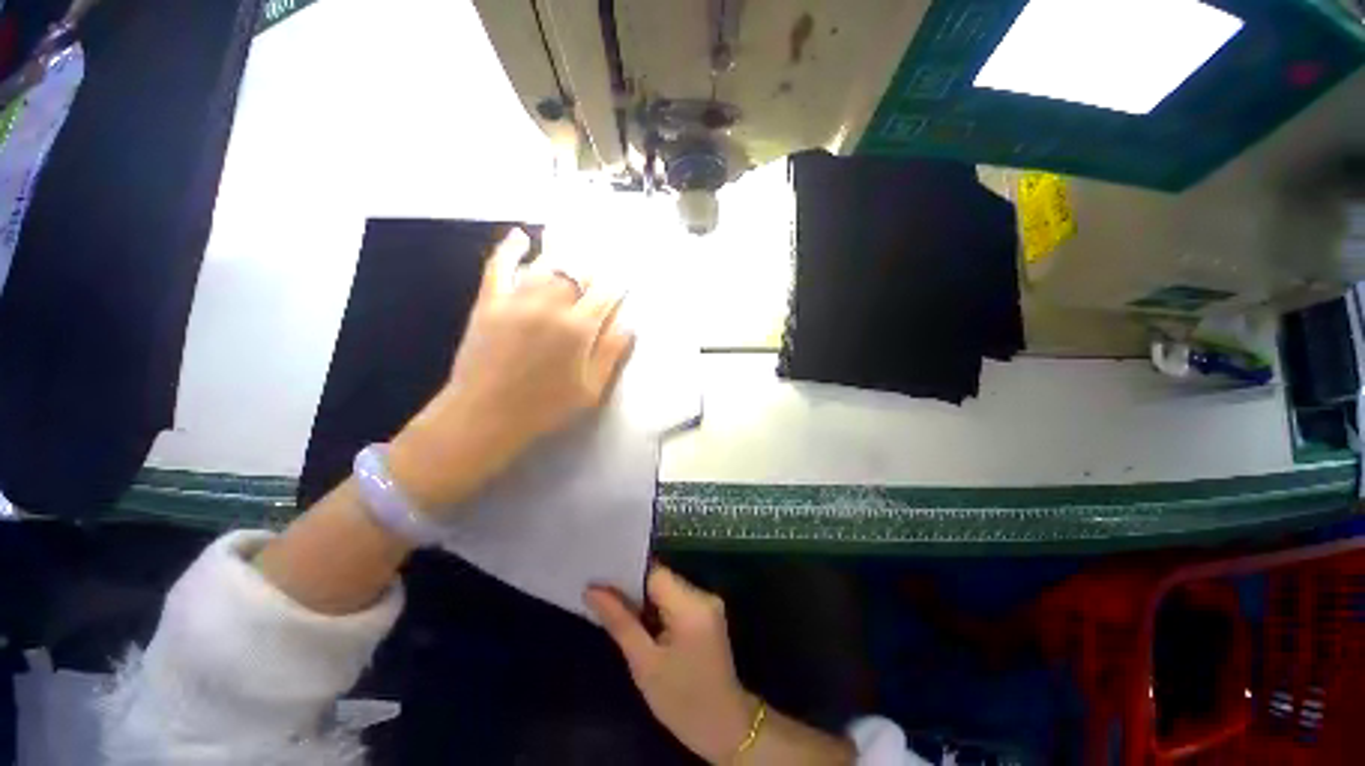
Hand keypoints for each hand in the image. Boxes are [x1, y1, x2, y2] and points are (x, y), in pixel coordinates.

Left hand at [389, 228, 633, 511]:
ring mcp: (517, 301)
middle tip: (598, 274)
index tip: (622, 282)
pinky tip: (521, 236)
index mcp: (578, 329)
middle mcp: (550, 307)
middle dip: (593, 272)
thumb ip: (612, 353)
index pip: (605, 294)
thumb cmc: (545, 408)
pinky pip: (499, 266)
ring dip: (564, 259)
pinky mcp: (489, 302)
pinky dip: (510, 248)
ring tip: (574, 255)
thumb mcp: (591, 389)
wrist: (484, 416)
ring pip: (545, 266)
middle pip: (578, 274)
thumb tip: (629, 324)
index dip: (616, 285)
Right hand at [586, 567, 755, 763]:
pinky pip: (677, 599)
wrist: (724, 727)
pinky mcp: (708, 613)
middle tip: (604, 602)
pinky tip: (644, 625)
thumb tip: (592, 590)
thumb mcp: (644, 664)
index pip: (654, 573)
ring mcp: (709, 603)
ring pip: (668, 588)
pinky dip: (659, 608)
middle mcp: (704, 595)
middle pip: (662, 579)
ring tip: (620, 615)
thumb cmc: (681, 700)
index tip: (602, 584)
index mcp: (691, 606)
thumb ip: (619, 622)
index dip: (628, 576)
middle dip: (635, 590)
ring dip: (646, 601)